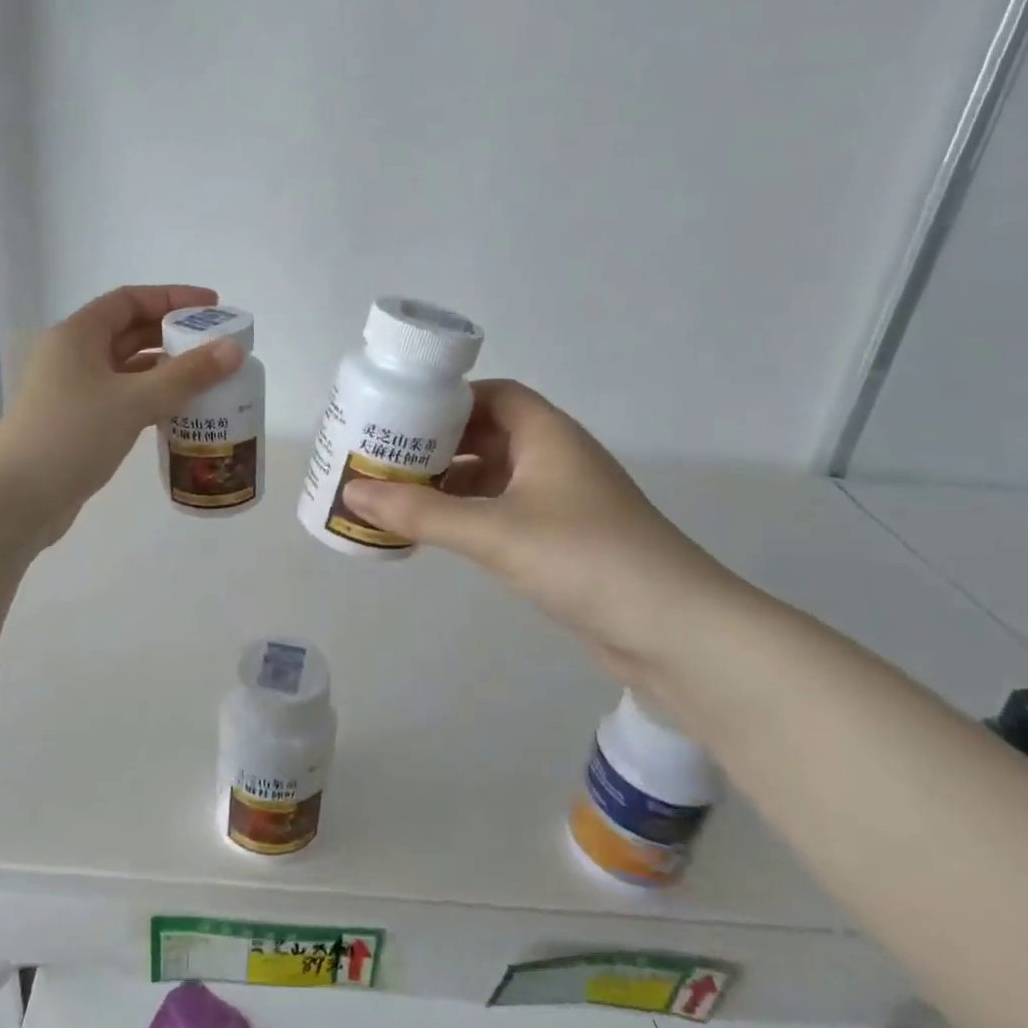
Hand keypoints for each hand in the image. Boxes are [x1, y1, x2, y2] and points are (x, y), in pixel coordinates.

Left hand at [0, 284, 244, 546]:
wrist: (17, 501)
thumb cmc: (72, 437)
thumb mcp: (134, 401)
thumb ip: (187, 375)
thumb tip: (234, 349)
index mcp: (77, 335)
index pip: (130, 300)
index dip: (173, 299)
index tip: (213, 308)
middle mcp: (73, 356)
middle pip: (130, 332)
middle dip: (173, 335)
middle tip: (217, 346)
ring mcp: (74, 391)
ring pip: (128, 369)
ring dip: (165, 370)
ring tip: (208, 377)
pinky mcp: (79, 423)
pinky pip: (124, 398)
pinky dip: (152, 398)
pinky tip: (181, 411)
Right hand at [342, 380, 742, 669]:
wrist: (674, 631)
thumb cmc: (585, 558)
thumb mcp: (494, 531)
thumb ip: (422, 513)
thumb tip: (353, 494)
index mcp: (548, 435)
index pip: (493, 395)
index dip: (447, 400)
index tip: (399, 415)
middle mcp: (555, 459)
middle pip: (487, 435)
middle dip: (437, 445)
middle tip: (383, 457)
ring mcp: (561, 502)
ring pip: (493, 478)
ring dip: (448, 484)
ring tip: (394, 495)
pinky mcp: (561, 541)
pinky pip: (501, 513)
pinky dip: (466, 516)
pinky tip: (433, 532)